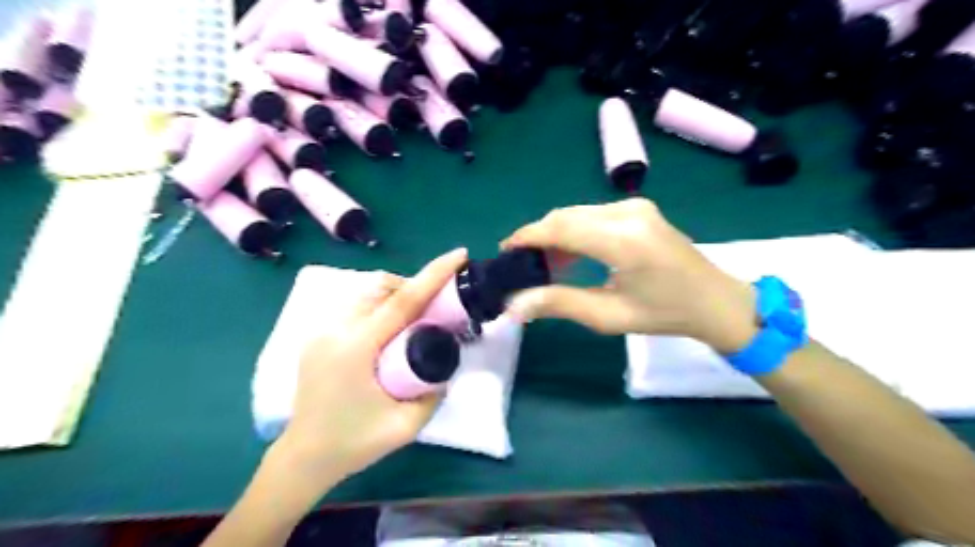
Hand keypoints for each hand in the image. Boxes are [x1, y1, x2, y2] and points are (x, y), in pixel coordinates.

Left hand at [276, 248, 468, 485]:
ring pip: (368, 293)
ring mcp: (321, 331)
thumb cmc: (354, 443)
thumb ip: (434, 392)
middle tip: (439, 302)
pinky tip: (390, 328)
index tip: (458, 255)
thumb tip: (446, 364)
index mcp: (356, 349)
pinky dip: (380, 305)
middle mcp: (335, 330)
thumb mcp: (406, 425)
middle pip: (383, 289)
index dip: (433, 275)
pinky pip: (355, 307)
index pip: (402, 301)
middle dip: (415, 285)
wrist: (303, 457)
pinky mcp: (318, 336)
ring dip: (396, 294)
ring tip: (416, 316)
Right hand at [503, 199, 761, 352]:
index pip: (560, 227)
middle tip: (521, 265)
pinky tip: (569, 255)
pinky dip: (574, 232)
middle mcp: (628, 212)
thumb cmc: (665, 314)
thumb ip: (558, 304)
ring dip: (555, 235)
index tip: (504, 253)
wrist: (715, 301)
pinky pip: (592, 215)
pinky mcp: (638, 209)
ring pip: (577, 214)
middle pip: (565, 216)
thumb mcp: (609, 316)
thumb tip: (514, 305)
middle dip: (538, 237)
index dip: (527, 237)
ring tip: (543, 265)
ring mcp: (635, 206)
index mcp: (624, 240)